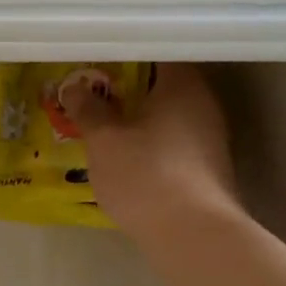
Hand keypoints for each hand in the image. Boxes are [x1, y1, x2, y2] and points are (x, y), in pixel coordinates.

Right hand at [62, 64, 241, 238]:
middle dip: (129, 86)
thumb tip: (74, 88)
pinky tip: (127, 155)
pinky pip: (173, 142)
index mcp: (183, 85)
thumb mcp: (104, 139)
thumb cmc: (146, 174)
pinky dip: (150, 141)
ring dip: (139, 116)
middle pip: (163, 83)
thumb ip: (88, 109)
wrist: (193, 235)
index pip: (157, 50)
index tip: (98, 57)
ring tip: (103, 122)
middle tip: (93, 89)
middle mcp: (203, 105)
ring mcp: (210, 138)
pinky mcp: (207, 169)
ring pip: (168, 115)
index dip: (126, 51)